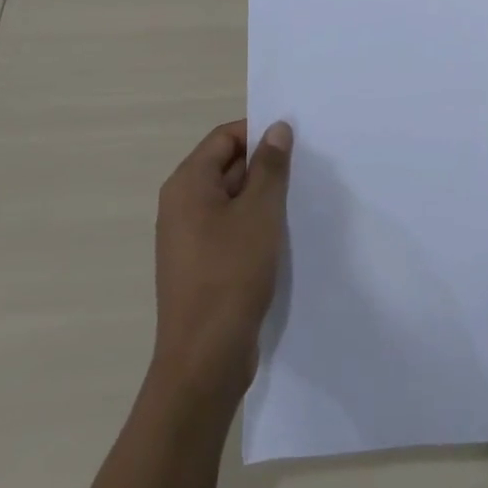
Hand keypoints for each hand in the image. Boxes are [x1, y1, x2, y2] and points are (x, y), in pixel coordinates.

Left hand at [153, 119, 292, 395]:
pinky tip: (283, 235)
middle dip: (265, 165)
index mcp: (187, 184)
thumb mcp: (260, 212)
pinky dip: (255, 224)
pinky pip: (230, 228)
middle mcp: (181, 205)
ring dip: (263, 196)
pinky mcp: (201, 265)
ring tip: (300, 199)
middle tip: (305, 169)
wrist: (205, 359)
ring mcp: (189, 237)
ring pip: (231, 199)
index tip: (296, 142)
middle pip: (227, 165)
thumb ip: (270, 166)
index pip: (224, 137)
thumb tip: (277, 128)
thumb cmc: (231, 274)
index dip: (259, 133)